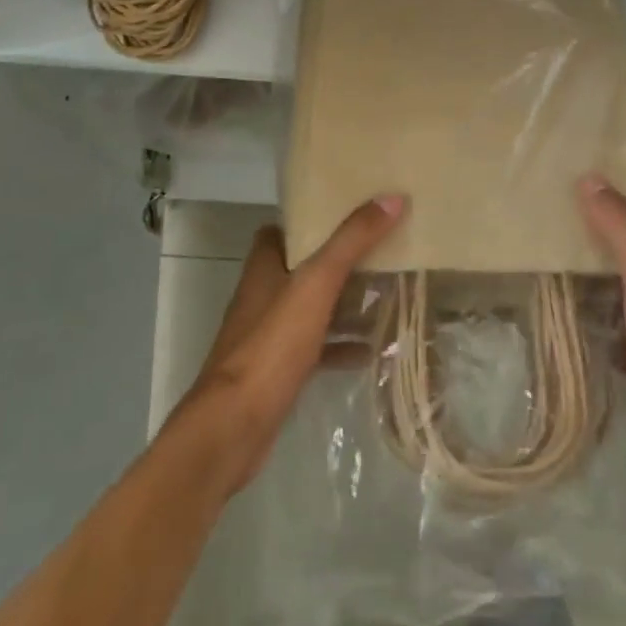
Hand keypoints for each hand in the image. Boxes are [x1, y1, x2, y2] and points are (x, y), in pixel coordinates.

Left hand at [172, 194, 405, 494]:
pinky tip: (373, 348)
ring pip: (313, 307)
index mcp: (264, 266)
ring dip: (345, 302)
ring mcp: (270, 335)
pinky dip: (343, 344)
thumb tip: (391, 198)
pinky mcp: (280, 370)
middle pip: (304, 267)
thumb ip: (352, 241)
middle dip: (340, 260)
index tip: (352, 213)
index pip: (284, 230)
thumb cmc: (272, 346)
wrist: (233, 427)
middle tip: (383, 251)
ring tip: (388, 294)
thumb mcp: (316, 284)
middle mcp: (264, 295)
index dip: (313, 220)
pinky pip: (318, 346)